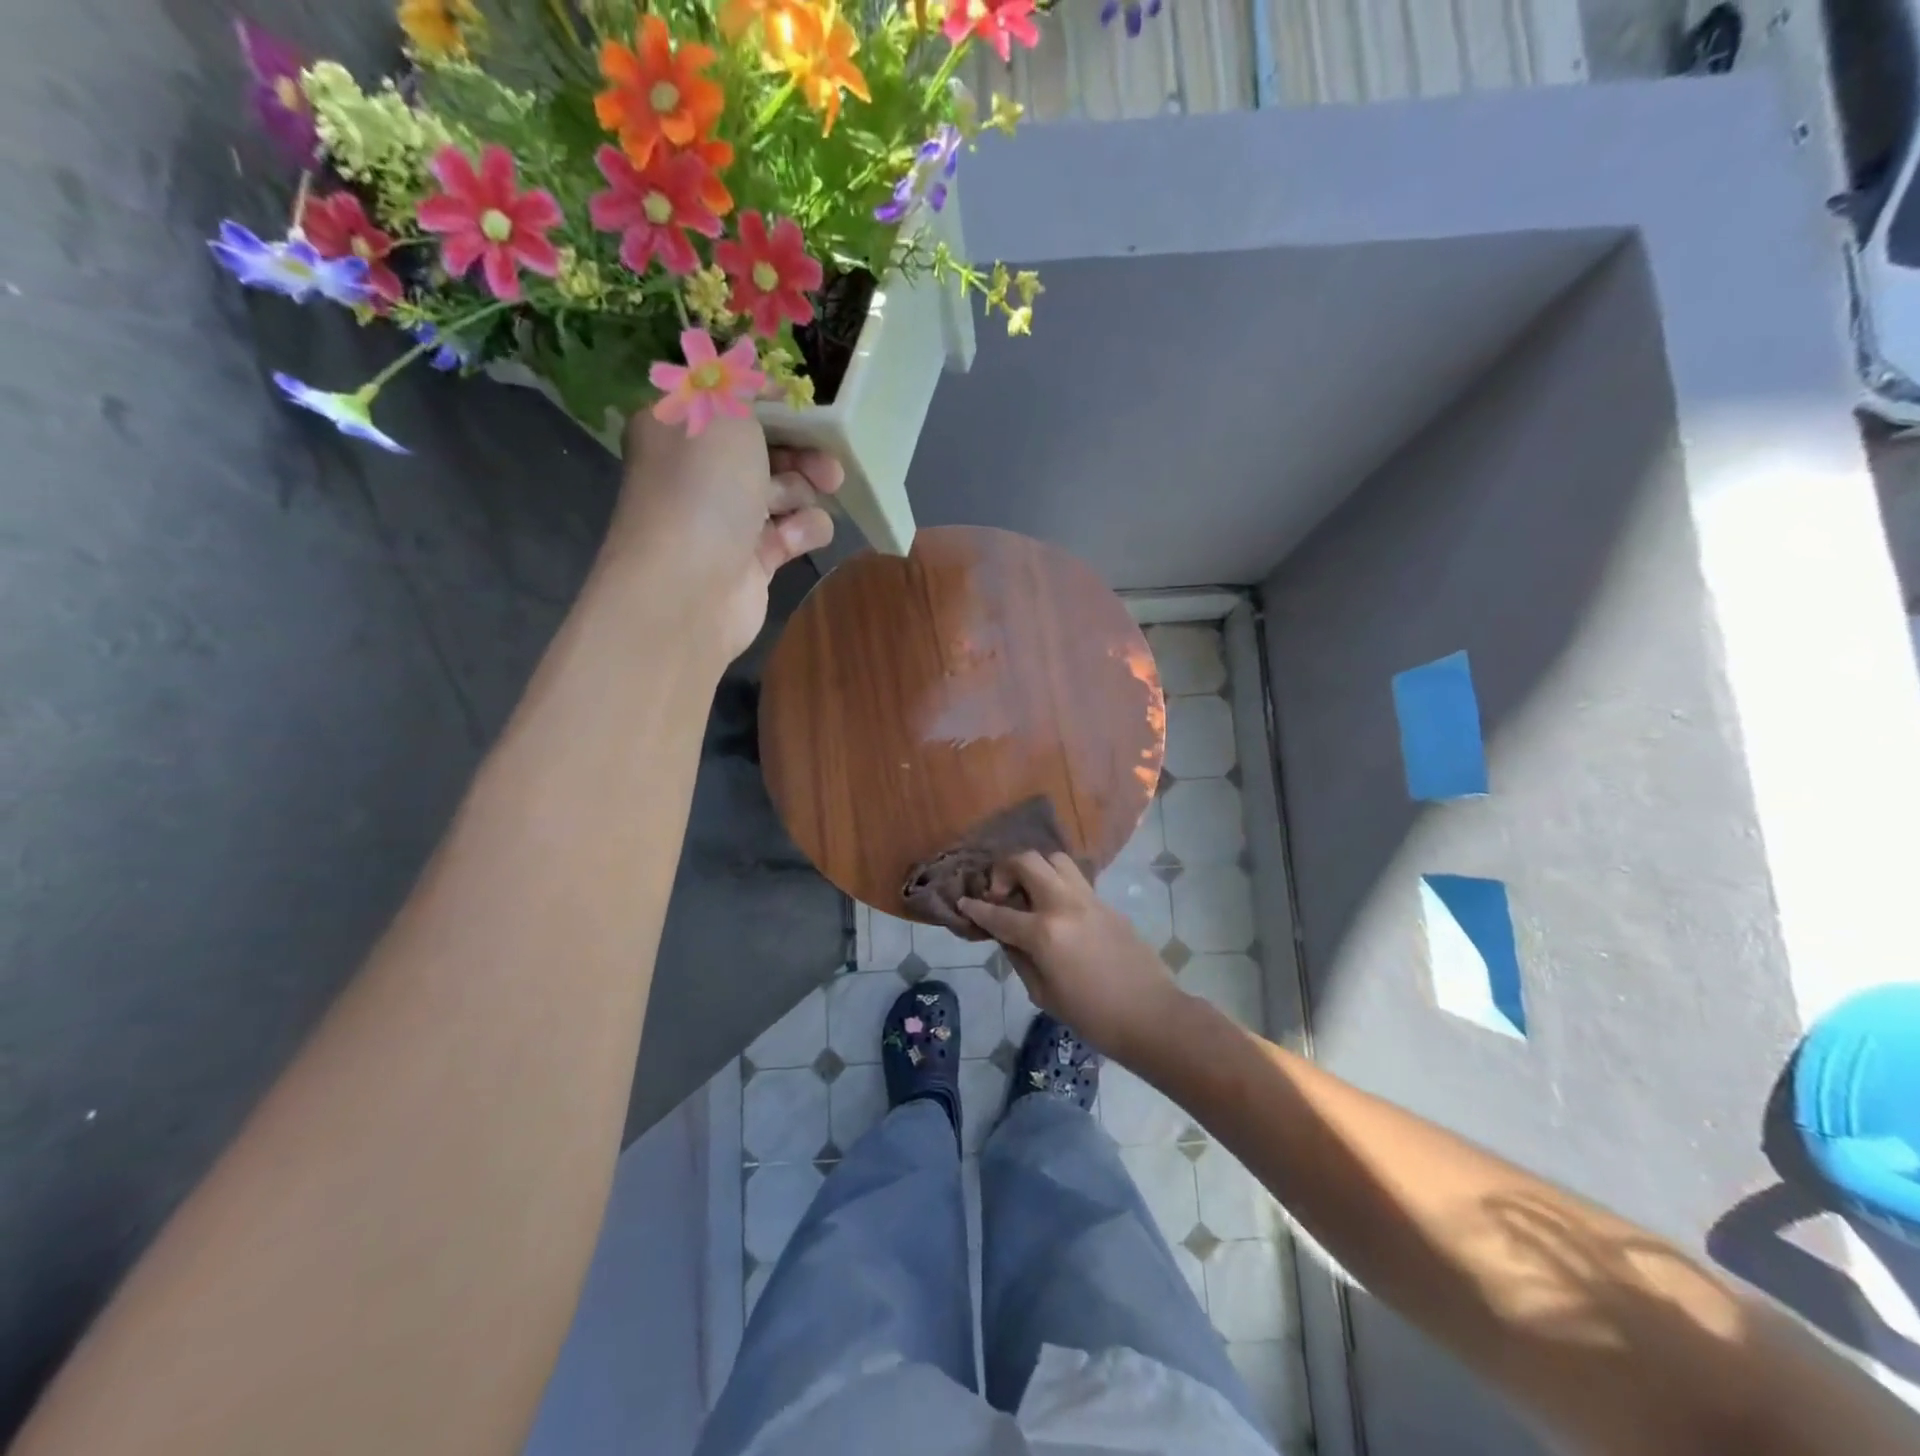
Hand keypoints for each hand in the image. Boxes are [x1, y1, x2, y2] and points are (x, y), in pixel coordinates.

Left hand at [606, 412, 842, 660]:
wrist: (689, 588)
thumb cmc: (703, 489)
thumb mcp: (723, 413)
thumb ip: (745, 390)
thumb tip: (762, 385)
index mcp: (678, 429)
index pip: (730, 404)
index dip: (772, 404)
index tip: (808, 408)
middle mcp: (698, 473)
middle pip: (764, 450)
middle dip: (801, 450)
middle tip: (830, 459)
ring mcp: (725, 519)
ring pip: (782, 491)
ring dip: (805, 488)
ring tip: (821, 490)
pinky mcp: (750, 560)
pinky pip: (789, 534)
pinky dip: (803, 530)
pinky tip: (801, 535)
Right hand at [959, 852, 1185, 1065]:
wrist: (1151, 1015)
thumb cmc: (1092, 1016)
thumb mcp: (1043, 994)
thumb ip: (1020, 958)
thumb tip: (1007, 936)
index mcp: (1043, 932)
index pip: (998, 913)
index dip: (976, 909)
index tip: (964, 903)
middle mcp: (1063, 904)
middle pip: (1026, 861)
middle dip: (1003, 870)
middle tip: (1001, 894)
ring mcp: (1089, 899)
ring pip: (1055, 859)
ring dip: (1035, 869)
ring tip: (1030, 893)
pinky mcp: (1106, 903)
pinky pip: (1075, 879)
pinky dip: (1058, 883)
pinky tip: (1056, 908)